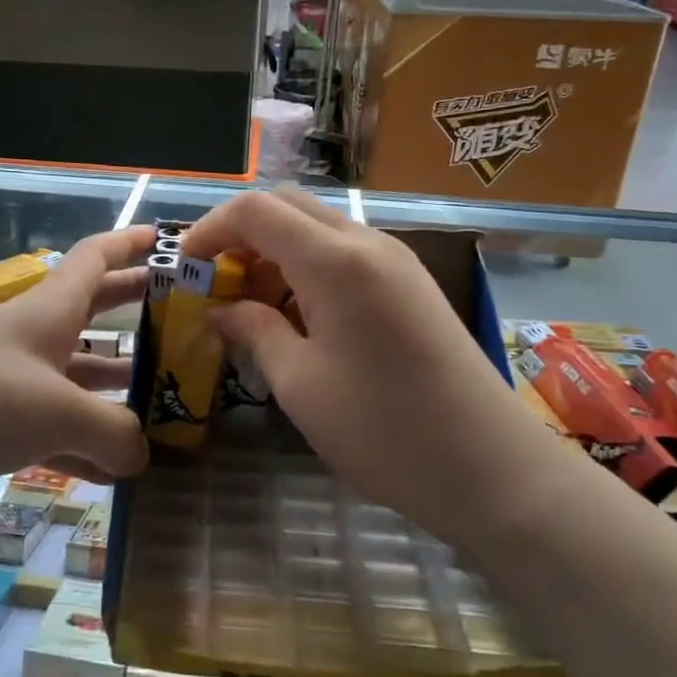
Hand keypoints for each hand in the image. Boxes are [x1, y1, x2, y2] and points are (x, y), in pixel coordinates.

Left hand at [0, 226, 154, 518]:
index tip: (169, 239)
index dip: (132, 242)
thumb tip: (139, 455)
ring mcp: (5, 379)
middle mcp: (28, 336)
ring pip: (74, 374)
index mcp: (46, 311)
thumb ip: (111, 432)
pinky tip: (112, 471)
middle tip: (182, 316)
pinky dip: (81, 441)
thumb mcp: (53, 412)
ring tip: (163, 402)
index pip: (95, 257)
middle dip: (134, 308)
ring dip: (115, 384)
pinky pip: (48, 426)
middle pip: (90, 310)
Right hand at [181, 188, 504, 517]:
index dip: (209, 230)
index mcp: (334, 261)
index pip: (255, 210)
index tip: (183, 267)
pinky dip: (307, 268)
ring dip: (275, 253)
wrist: (493, 469)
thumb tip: (220, 311)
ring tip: (254, 310)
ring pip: (317, 228)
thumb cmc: (384, 431)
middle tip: (217, 287)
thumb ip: (254, 331)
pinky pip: (344, 254)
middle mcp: (366, 243)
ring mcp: (395, 261)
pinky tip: (300, 319)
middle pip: (287, 206)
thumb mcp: (300, 384)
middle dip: (240, 236)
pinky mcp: (410, 284)